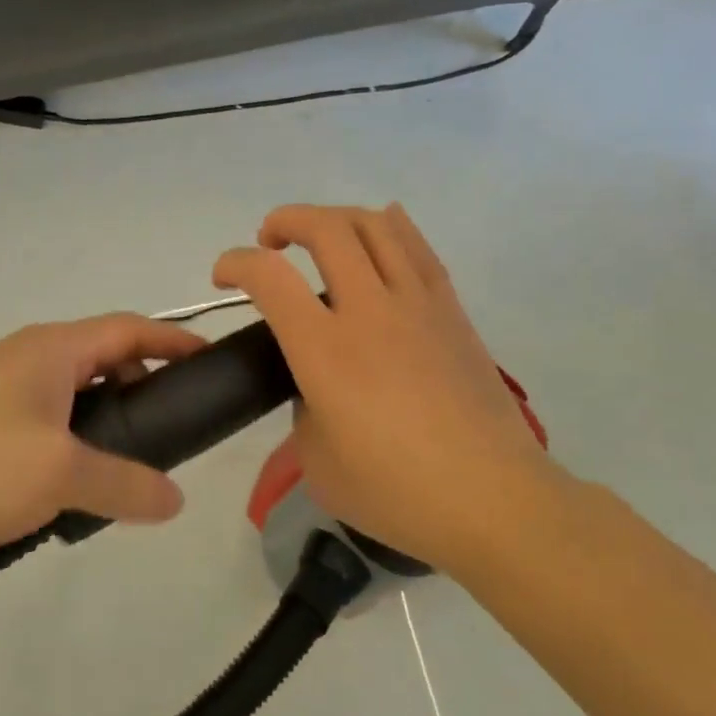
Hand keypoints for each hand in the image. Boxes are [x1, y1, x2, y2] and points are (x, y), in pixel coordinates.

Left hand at [0, 315, 207, 582]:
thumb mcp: (59, 474)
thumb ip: (125, 483)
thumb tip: (175, 499)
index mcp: (51, 348)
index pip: (130, 327)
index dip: (174, 339)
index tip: (211, 362)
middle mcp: (27, 360)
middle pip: (103, 359)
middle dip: (143, 386)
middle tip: (175, 430)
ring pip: (73, 398)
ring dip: (106, 422)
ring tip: (133, 466)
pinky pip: (44, 427)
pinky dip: (72, 446)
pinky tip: (77, 489)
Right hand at [213, 204, 564, 578]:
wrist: (492, 498)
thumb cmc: (397, 492)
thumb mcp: (317, 463)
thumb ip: (304, 411)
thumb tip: (316, 387)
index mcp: (325, 350)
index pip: (269, 277)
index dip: (235, 263)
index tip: (223, 277)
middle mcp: (369, 311)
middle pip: (325, 228)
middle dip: (286, 220)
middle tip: (269, 241)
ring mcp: (416, 304)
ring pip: (375, 226)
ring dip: (335, 217)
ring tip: (321, 235)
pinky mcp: (451, 311)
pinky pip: (418, 248)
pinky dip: (392, 226)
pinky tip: (381, 226)